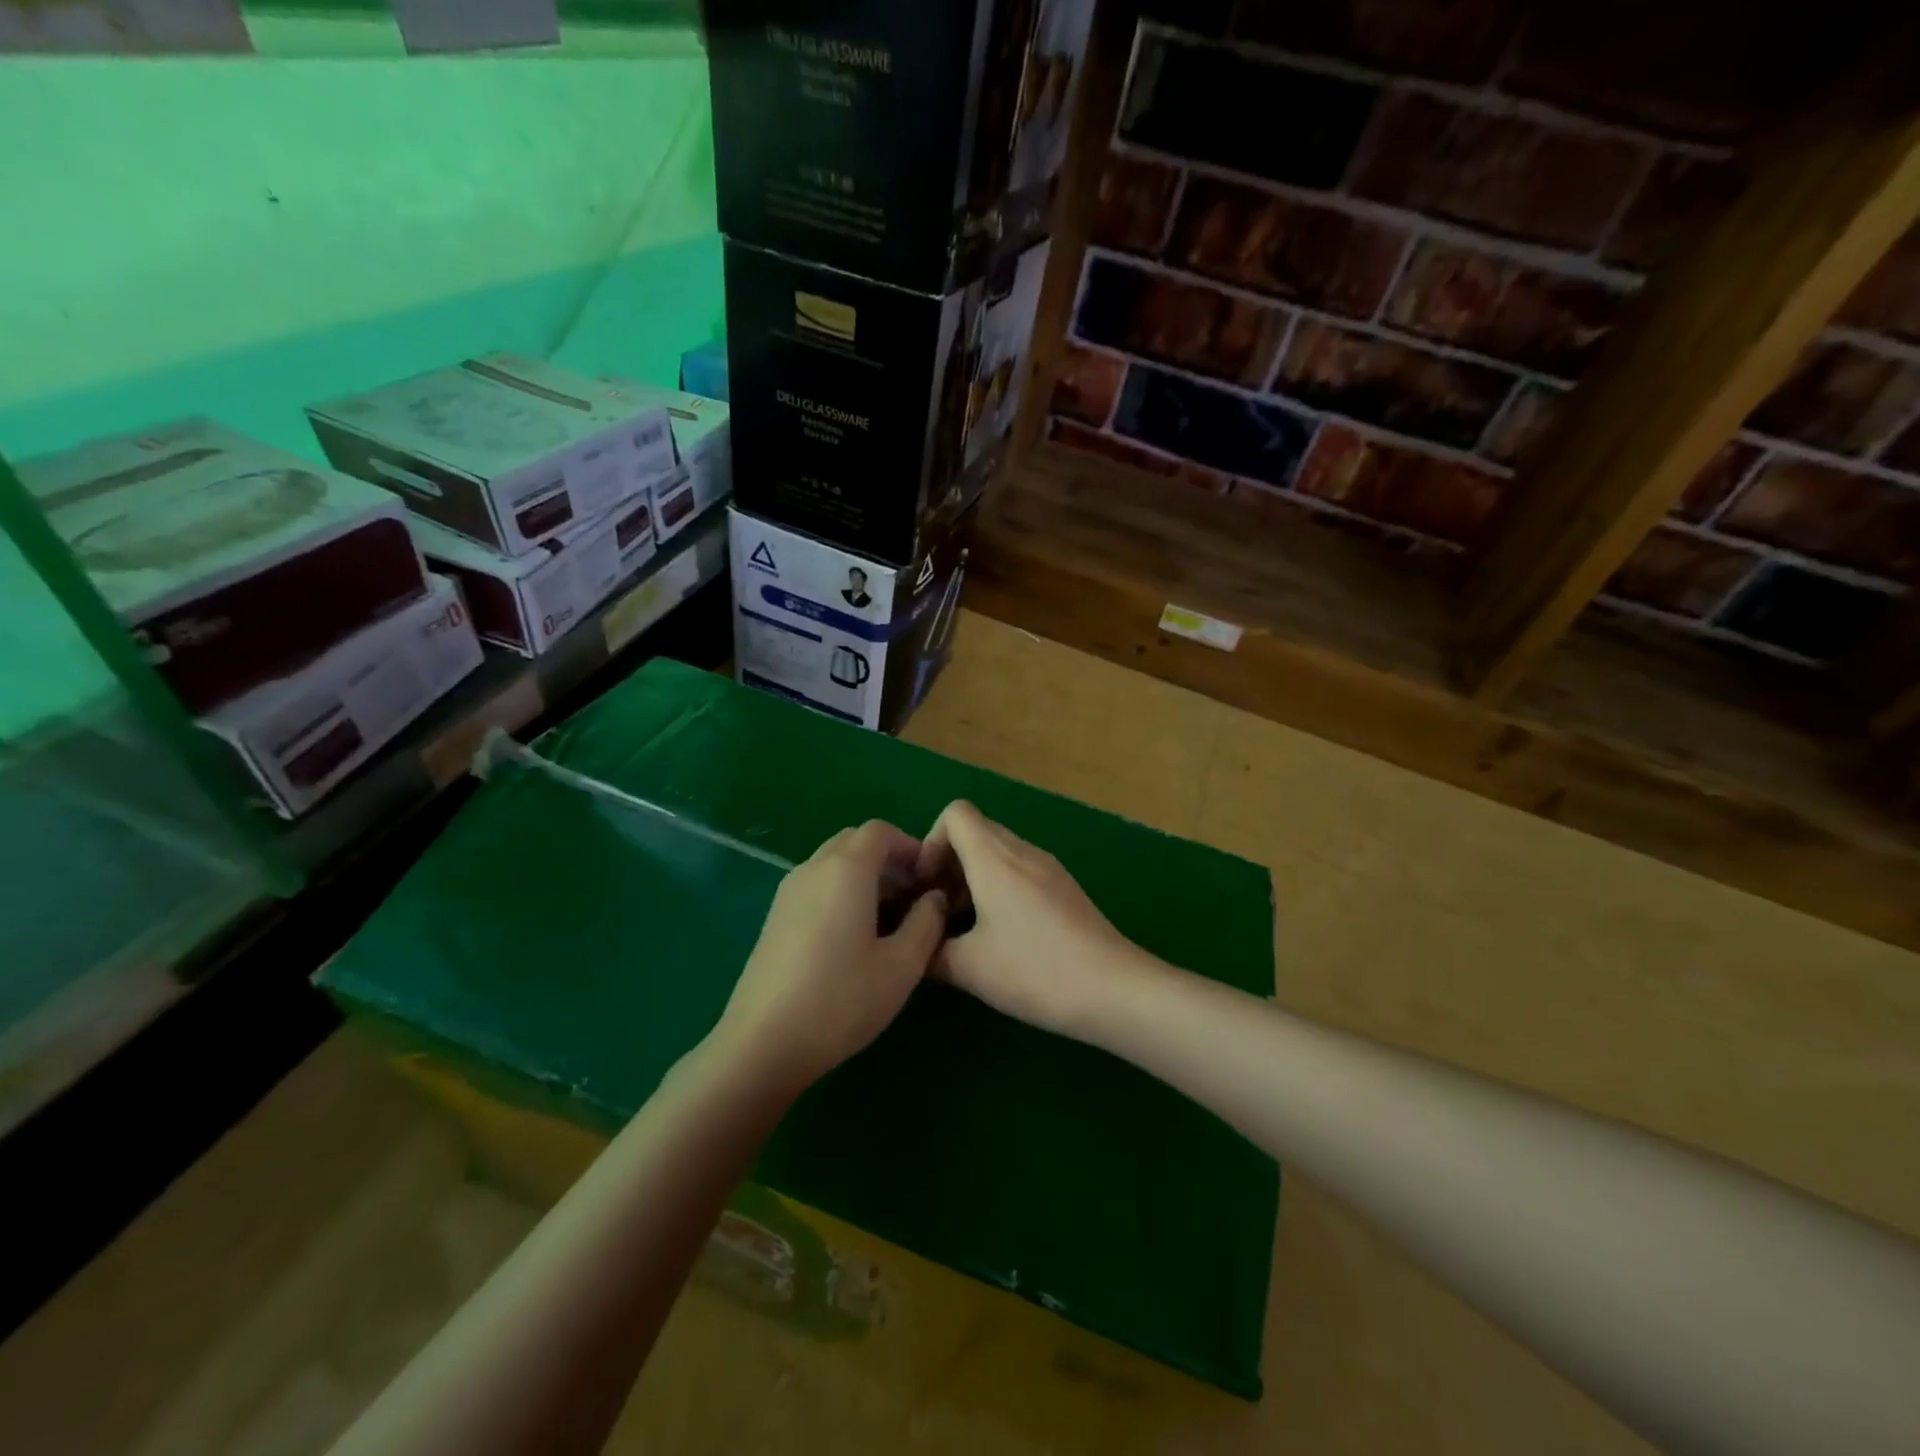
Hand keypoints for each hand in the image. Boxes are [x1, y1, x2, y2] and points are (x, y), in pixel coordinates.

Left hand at [715, 820, 949, 1092]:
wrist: (763, 1043)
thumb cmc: (841, 1000)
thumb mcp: (902, 965)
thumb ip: (927, 922)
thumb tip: (935, 897)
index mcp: (846, 870)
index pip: (881, 831)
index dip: (910, 847)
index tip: (928, 880)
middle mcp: (813, 868)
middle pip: (854, 842)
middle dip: (886, 859)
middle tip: (910, 899)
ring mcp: (788, 891)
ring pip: (832, 863)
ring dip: (863, 876)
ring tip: (885, 921)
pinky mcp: (774, 916)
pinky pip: (815, 884)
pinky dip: (840, 892)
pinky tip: (851, 938)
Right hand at [917, 801, 1142, 1036]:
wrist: (1115, 989)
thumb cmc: (1035, 970)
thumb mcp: (969, 968)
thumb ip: (930, 951)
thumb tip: (916, 946)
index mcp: (994, 858)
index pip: (955, 813)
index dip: (930, 843)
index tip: (927, 888)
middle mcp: (1022, 851)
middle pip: (975, 832)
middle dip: (948, 865)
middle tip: (938, 912)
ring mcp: (1048, 868)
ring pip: (998, 853)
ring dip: (973, 879)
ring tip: (965, 928)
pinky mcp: (1065, 888)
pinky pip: (1020, 871)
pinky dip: (999, 889)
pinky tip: (1000, 936)